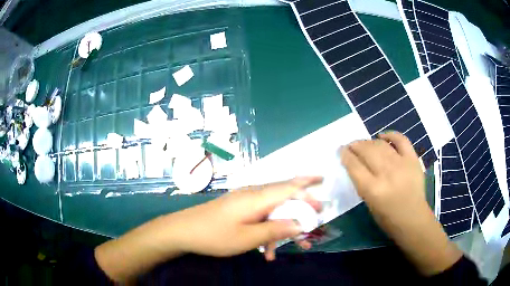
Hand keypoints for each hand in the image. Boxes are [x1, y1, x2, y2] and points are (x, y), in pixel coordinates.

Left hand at [171, 177, 321, 260]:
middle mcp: (253, 194)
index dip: (308, 190)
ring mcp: (245, 201)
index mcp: (257, 198)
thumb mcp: (248, 238)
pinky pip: (261, 216)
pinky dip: (269, 230)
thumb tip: (300, 224)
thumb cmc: (215, 235)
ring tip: (298, 243)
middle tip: (318, 211)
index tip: (323, 196)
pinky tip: (268, 251)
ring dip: (286, 223)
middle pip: (284, 194)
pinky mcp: (239, 209)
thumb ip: (275, 230)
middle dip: (303, 201)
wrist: (183, 231)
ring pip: (273, 208)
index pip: (289, 188)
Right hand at [340, 131, 461, 275]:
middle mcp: (387, 174)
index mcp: (373, 190)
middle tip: (350, 146)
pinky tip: (383, 136)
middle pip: (367, 151)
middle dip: (355, 145)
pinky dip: (391, 135)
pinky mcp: (413, 160)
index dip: (345, 155)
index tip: (341, 151)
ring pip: (380, 144)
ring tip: (364, 143)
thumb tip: (355, 164)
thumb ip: (362, 183)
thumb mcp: (369, 204)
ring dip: (368, 141)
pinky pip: (401, 140)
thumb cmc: (388, 218)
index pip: (354, 165)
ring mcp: (402, 164)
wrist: (413, 219)